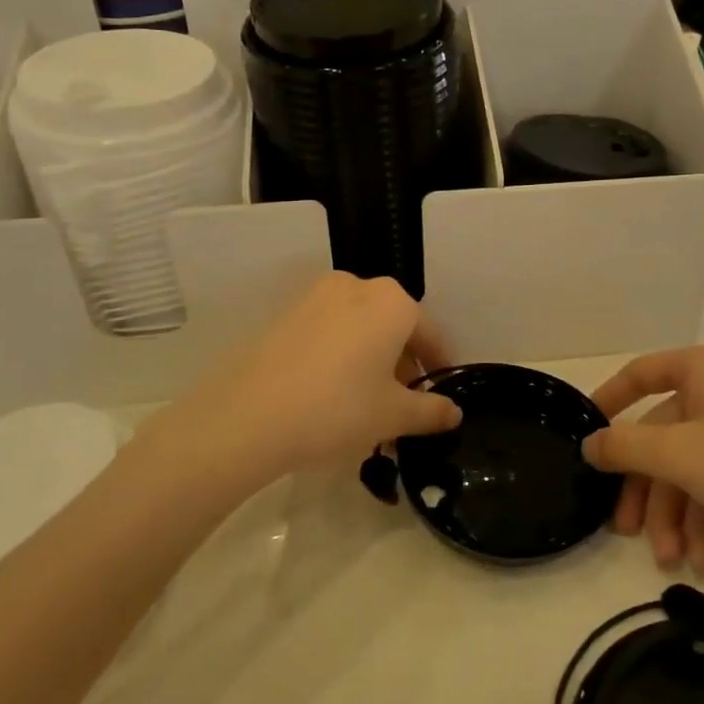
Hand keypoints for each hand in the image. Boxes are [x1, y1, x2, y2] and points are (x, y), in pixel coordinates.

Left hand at [131, 274, 460, 494]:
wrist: (248, 416)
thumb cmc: (338, 408)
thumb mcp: (392, 415)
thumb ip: (430, 410)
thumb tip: (455, 411)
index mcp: (392, 302)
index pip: (429, 333)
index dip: (438, 364)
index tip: (441, 392)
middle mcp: (357, 287)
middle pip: (393, 325)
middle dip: (403, 363)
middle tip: (403, 403)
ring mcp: (316, 297)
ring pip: (360, 327)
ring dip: (371, 359)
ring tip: (367, 402)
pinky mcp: (285, 314)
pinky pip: (329, 331)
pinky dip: (341, 355)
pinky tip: (332, 391)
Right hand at [584, 343, 703, 574]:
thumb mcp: (679, 456)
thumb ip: (625, 446)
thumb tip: (589, 443)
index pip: (641, 373)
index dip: (609, 400)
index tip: (586, 435)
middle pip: (663, 433)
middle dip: (647, 489)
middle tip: (624, 531)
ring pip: (689, 463)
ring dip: (675, 513)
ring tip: (673, 560)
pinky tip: (702, 558)